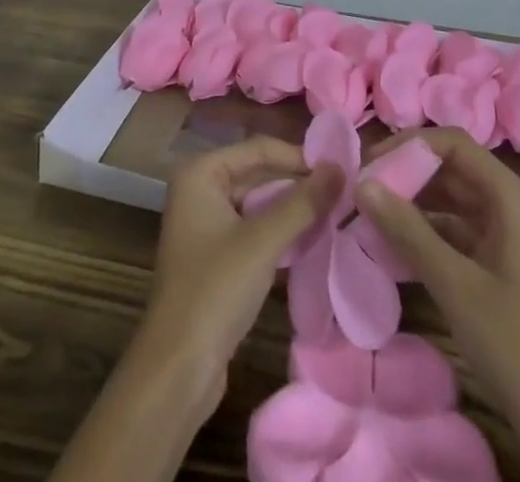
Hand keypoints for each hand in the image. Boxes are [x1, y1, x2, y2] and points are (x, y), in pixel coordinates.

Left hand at [135, 136, 343, 408]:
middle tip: (342, 193)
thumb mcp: (263, 241)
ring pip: (257, 204)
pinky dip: (278, 233)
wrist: (177, 369)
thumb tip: (340, 167)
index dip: (299, 157)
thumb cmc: (215, 290)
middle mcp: (198, 189)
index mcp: (200, 172)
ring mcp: (204, 224)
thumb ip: (303, 203)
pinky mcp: (213, 256)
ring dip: (290, 210)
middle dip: (297, 184)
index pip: (258, 149)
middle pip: (257, 174)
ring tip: (333, 214)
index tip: (340, 170)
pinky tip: (308, 242)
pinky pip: (252, 229)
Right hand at [354, 128, 519, 435]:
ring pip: (451, 202)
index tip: (370, 165)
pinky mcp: (499, 268)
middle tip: (362, 192)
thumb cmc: (518, 344)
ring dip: (413, 205)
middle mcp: (508, 205)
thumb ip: (408, 231)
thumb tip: (362, 184)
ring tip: (369, 216)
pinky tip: (393, 248)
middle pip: (451, 169)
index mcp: (509, 196)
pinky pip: (456, 233)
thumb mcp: (456, 285)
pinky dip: (426, 234)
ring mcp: (505, 237)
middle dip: (406, 175)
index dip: (410, 146)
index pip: (452, 143)